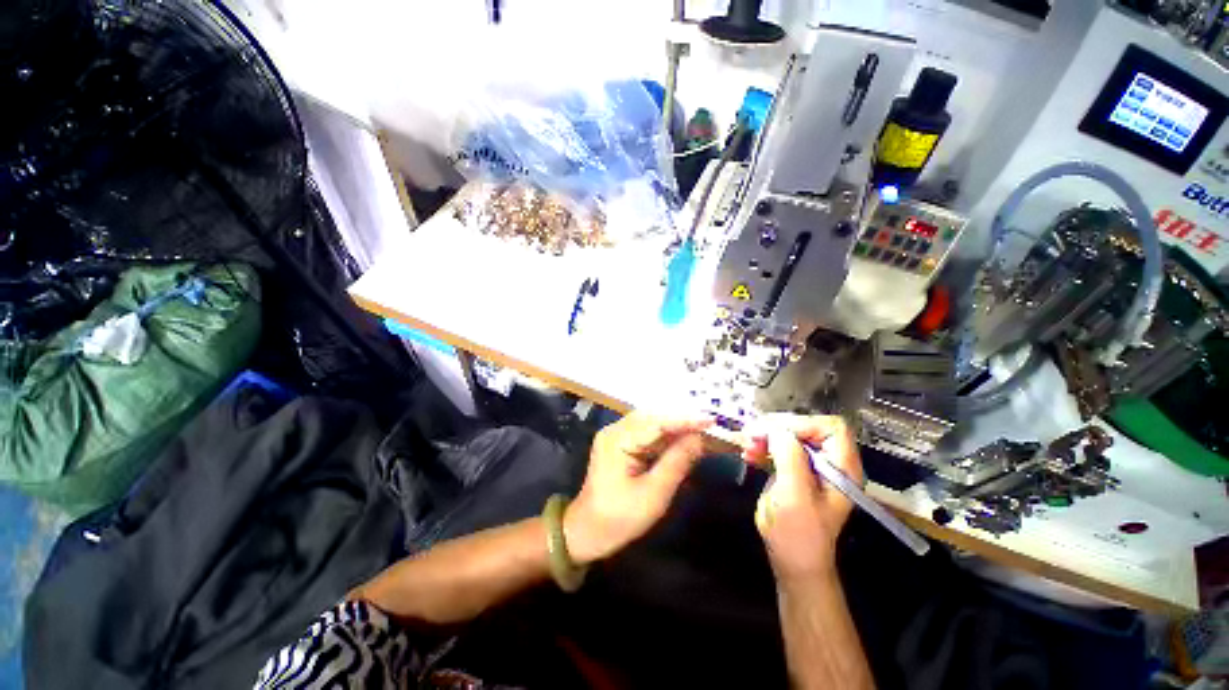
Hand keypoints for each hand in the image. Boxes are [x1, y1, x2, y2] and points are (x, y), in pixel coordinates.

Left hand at [563, 412, 710, 564]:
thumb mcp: (653, 495)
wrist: (587, 532)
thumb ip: (676, 463)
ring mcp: (616, 435)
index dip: (685, 420)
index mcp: (617, 440)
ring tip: (702, 432)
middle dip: (682, 421)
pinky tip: (683, 441)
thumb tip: (699, 439)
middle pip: (654, 417)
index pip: (656, 422)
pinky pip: (647, 434)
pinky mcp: (621, 443)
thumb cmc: (619, 519)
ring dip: (676, 428)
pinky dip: (667, 437)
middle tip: (711, 426)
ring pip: (652, 423)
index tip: (711, 421)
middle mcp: (615, 430)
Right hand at [742, 415, 861, 581]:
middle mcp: (831, 463)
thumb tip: (776, 429)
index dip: (801, 424)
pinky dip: (763, 446)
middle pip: (807, 428)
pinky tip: (749, 453)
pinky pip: (779, 448)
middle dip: (777, 428)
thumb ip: (789, 457)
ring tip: (747, 445)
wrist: (793, 562)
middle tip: (751, 434)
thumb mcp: (794, 495)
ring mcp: (812, 467)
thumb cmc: (798, 534)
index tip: (772, 432)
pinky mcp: (795, 471)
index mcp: (842, 469)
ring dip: (766, 436)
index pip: (830, 427)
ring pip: (790, 435)